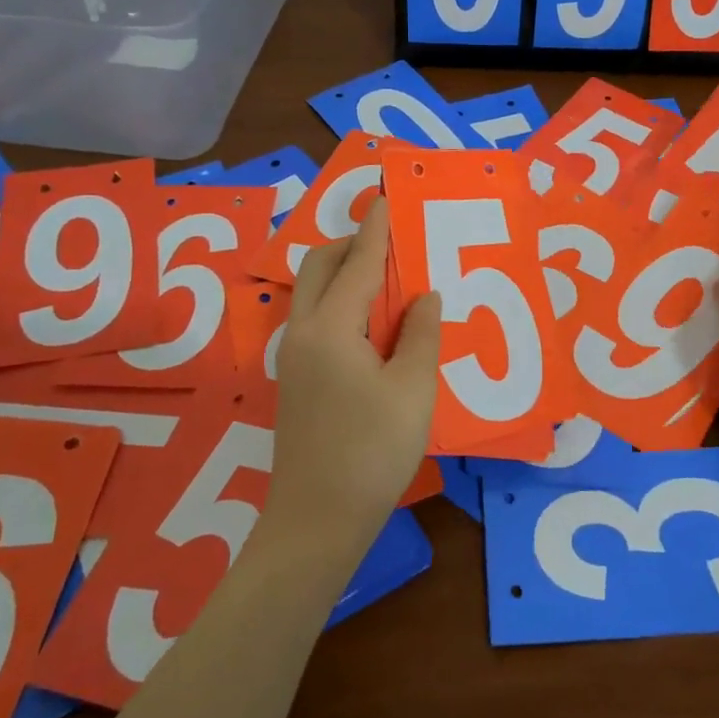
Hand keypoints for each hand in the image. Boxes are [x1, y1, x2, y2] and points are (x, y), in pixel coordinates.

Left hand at [263, 197, 441, 551]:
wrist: (317, 521)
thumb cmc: (372, 451)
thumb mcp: (413, 389)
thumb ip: (420, 334)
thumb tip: (424, 296)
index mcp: (330, 328)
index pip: (357, 263)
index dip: (376, 229)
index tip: (389, 197)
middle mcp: (303, 333)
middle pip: (320, 267)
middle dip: (351, 244)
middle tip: (392, 241)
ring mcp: (293, 357)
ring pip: (314, 293)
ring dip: (345, 272)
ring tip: (389, 277)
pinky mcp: (297, 379)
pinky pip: (317, 319)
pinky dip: (343, 302)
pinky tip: (376, 322)